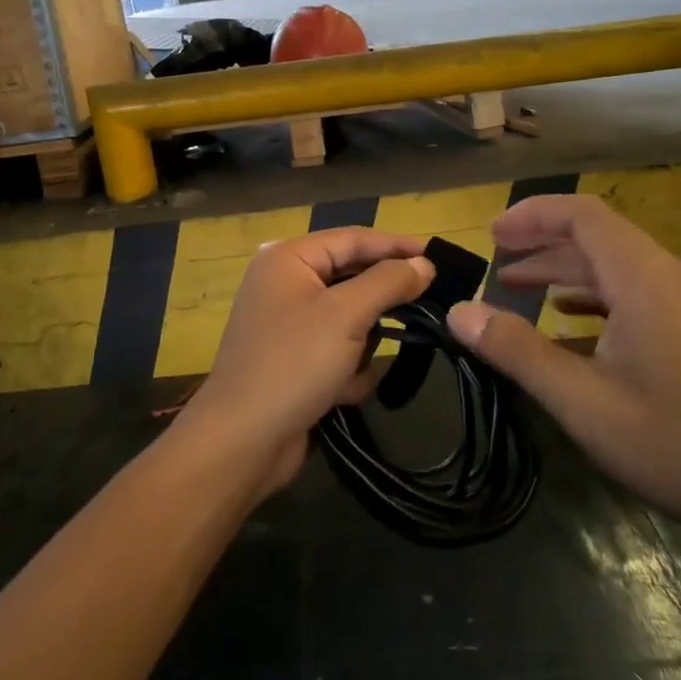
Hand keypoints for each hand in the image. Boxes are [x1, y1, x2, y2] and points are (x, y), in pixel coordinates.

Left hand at [178, 228, 434, 493]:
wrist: (243, 441)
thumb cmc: (294, 364)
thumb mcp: (347, 315)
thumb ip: (388, 282)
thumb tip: (423, 264)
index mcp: (288, 259)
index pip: (353, 238)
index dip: (396, 245)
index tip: (437, 257)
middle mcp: (284, 284)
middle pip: (351, 278)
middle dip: (381, 302)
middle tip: (427, 305)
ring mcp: (287, 324)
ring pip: (349, 319)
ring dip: (362, 344)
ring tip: (362, 363)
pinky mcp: (293, 361)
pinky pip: (336, 350)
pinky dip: (346, 370)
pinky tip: (343, 393)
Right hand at [446, 194, 680, 556]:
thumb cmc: (675, 444)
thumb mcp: (582, 401)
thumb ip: (517, 350)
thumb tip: (460, 312)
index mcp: (645, 280)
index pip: (583, 216)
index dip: (532, 215)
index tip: (490, 234)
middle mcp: (670, 277)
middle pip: (599, 235)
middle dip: (543, 239)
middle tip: (495, 257)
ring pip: (616, 264)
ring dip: (565, 268)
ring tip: (518, 286)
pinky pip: (635, 291)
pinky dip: (592, 294)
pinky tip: (568, 318)